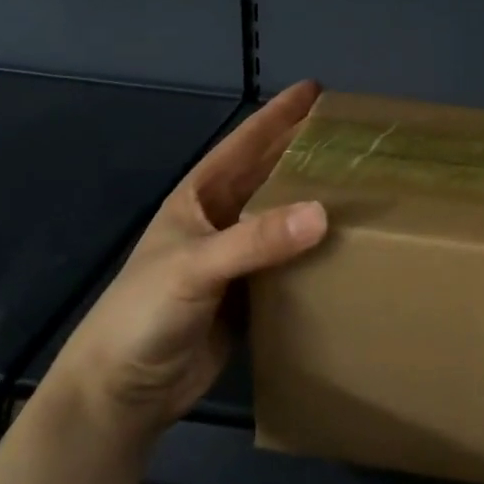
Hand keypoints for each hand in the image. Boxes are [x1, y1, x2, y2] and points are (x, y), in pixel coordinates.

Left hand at [40, 81, 326, 454]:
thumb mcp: (195, 267)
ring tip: (362, 180)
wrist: (121, 394)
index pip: (245, 144)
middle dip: (305, 151)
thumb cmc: (143, 314)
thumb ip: (256, 240)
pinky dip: (317, 248)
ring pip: (285, 216)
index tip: (315, 90)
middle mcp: (222, 220)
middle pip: (271, 174)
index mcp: (199, 198)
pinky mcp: (252, 294)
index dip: (278, 115)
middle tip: (352, 134)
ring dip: (317, 198)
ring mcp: (238, 258)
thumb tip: (324, 214)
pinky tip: (349, 240)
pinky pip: (292, 260)